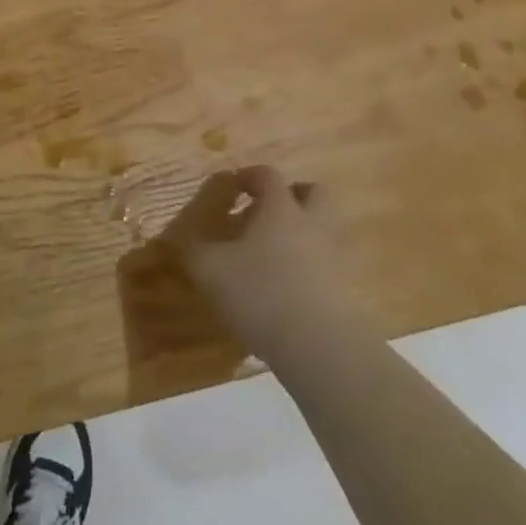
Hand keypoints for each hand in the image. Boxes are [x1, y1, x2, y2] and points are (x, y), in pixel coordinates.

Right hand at [157, 166, 342, 359]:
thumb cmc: (261, 294)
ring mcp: (334, 257)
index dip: (249, 176)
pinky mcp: (346, 290)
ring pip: (323, 229)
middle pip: (313, 193)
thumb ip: (193, 250)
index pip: (267, 175)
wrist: (322, 348)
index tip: (233, 187)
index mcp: (281, 209)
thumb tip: (179, 239)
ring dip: (301, 231)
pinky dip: (310, 266)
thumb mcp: (210, 270)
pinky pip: (327, 264)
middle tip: (267, 211)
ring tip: (273, 254)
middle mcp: (312, 224)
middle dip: (291, 195)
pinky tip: (288, 288)